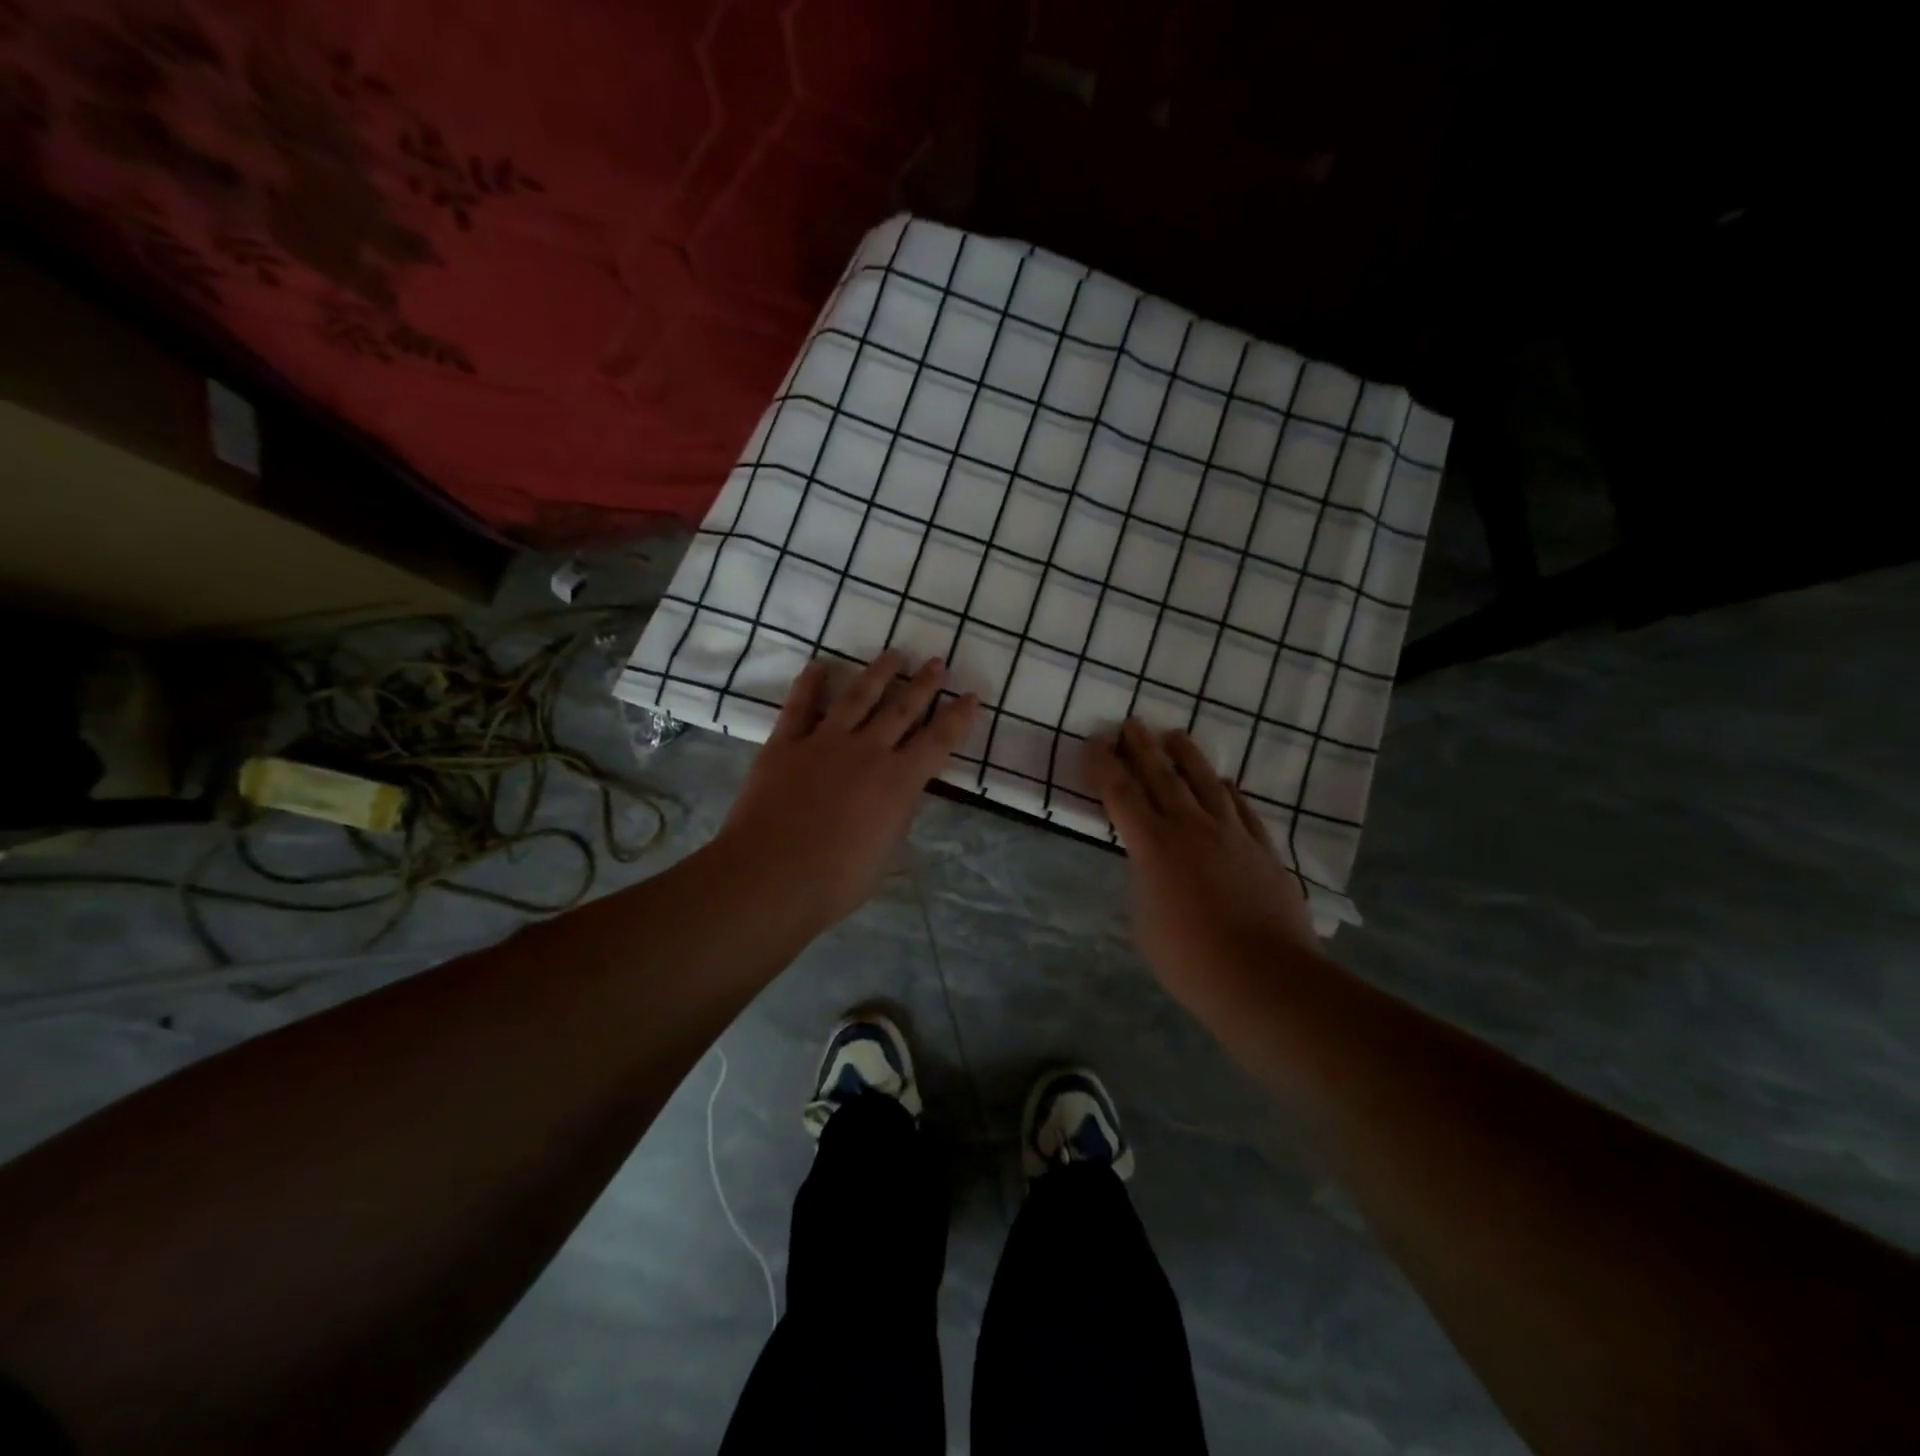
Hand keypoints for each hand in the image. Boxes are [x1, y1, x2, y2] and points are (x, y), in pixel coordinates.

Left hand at [716, 652, 976, 926]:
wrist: (772, 876)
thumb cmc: (836, 880)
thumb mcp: (886, 853)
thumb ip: (898, 815)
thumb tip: (903, 793)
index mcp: (899, 781)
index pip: (939, 740)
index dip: (958, 717)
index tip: (971, 696)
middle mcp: (868, 751)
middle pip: (902, 708)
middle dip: (923, 684)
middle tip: (936, 662)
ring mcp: (825, 742)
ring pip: (858, 697)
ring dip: (878, 673)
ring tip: (894, 654)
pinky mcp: (786, 743)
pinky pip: (800, 705)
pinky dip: (810, 683)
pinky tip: (819, 665)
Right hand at [1086, 721, 1319, 1013]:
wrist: (1264, 977)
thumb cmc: (1190, 960)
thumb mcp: (1144, 920)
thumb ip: (1145, 881)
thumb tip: (1152, 866)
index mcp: (1152, 846)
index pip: (1120, 793)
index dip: (1104, 766)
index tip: (1095, 743)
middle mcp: (1190, 828)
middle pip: (1161, 777)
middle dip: (1142, 748)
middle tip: (1131, 723)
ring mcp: (1231, 834)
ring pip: (1206, 783)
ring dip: (1187, 756)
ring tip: (1175, 735)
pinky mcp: (1262, 849)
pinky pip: (1242, 809)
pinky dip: (1229, 792)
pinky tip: (1225, 782)